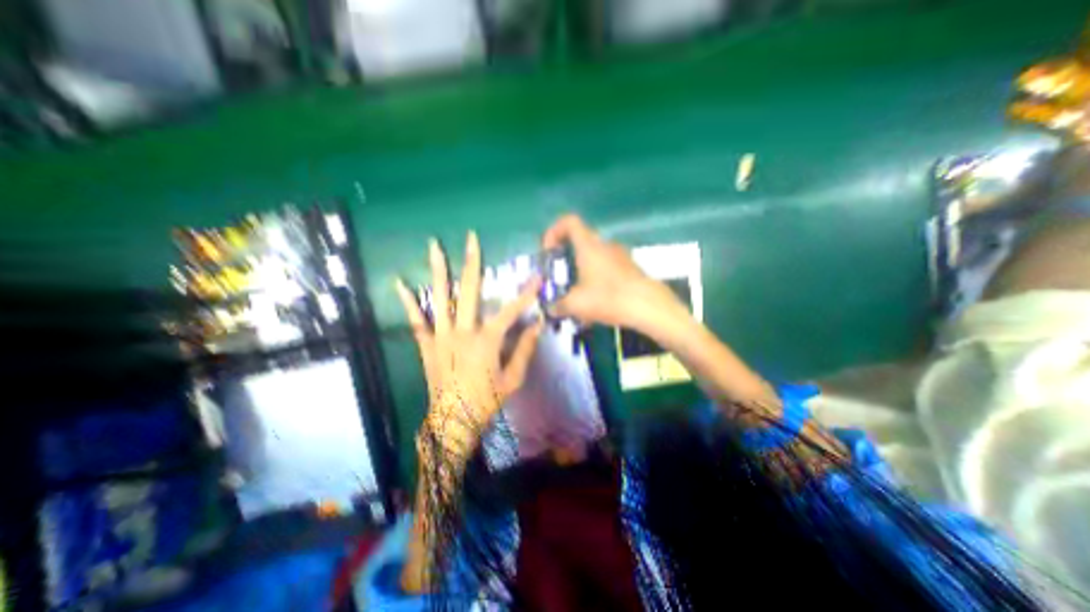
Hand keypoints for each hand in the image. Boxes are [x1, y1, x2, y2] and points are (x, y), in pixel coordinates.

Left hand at [396, 232, 542, 452]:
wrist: (453, 420)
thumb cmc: (487, 400)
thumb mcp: (513, 379)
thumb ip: (525, 349)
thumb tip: (536, 325)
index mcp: (487, 340)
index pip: (510, 311)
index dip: (525, 294)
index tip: (535, 278)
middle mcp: (463, 331)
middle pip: (469, 291)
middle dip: (471, 262)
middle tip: (471, 238)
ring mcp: (441, 336)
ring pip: (440, 297)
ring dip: (438, 270)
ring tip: (434, 246)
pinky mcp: (427, 344)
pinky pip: (416, 320)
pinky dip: (408, 302)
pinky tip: (399, 283)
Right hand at [543, 216, 687, 339]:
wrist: (648, 306)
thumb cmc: (608, 298)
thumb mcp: (576, 304)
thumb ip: (559, 305)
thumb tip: (552, 309)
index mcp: (588, 246)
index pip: (569, 221)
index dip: (554, 231)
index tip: (549, 251)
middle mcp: (605, 245)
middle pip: (580, 242)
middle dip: (566, 260)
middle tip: (560, 279)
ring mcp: (620, 256)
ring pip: (594, 260)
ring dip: (582, 274)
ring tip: (578, 299)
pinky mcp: (630, 269)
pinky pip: (607, 271)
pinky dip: (597, 283)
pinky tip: (596, 306)